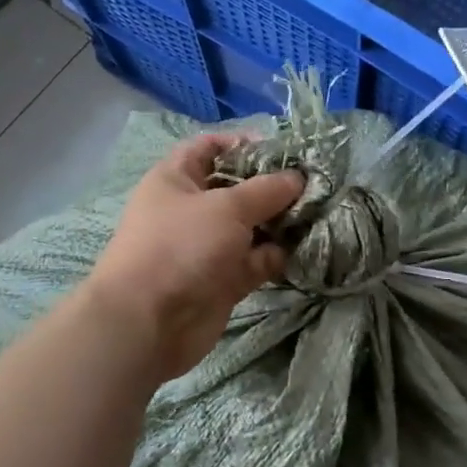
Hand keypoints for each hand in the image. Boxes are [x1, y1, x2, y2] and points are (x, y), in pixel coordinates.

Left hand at [84, 134, 304, 380]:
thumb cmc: (181, 246)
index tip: (281, 149)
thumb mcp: (227, 207)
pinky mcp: (222, 279)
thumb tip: (297, 178)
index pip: (209, 147)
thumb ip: (267, 190)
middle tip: (312, 184)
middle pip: (237, 188)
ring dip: (280, 221)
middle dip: (272, 185)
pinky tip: (304, 247)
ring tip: (318, 213)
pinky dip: (276, 254)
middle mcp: (191, 209)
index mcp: (177, 179)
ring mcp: (207, 246)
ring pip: (251, 226)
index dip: (242, 143)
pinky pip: (255, 260)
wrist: (148, 323)